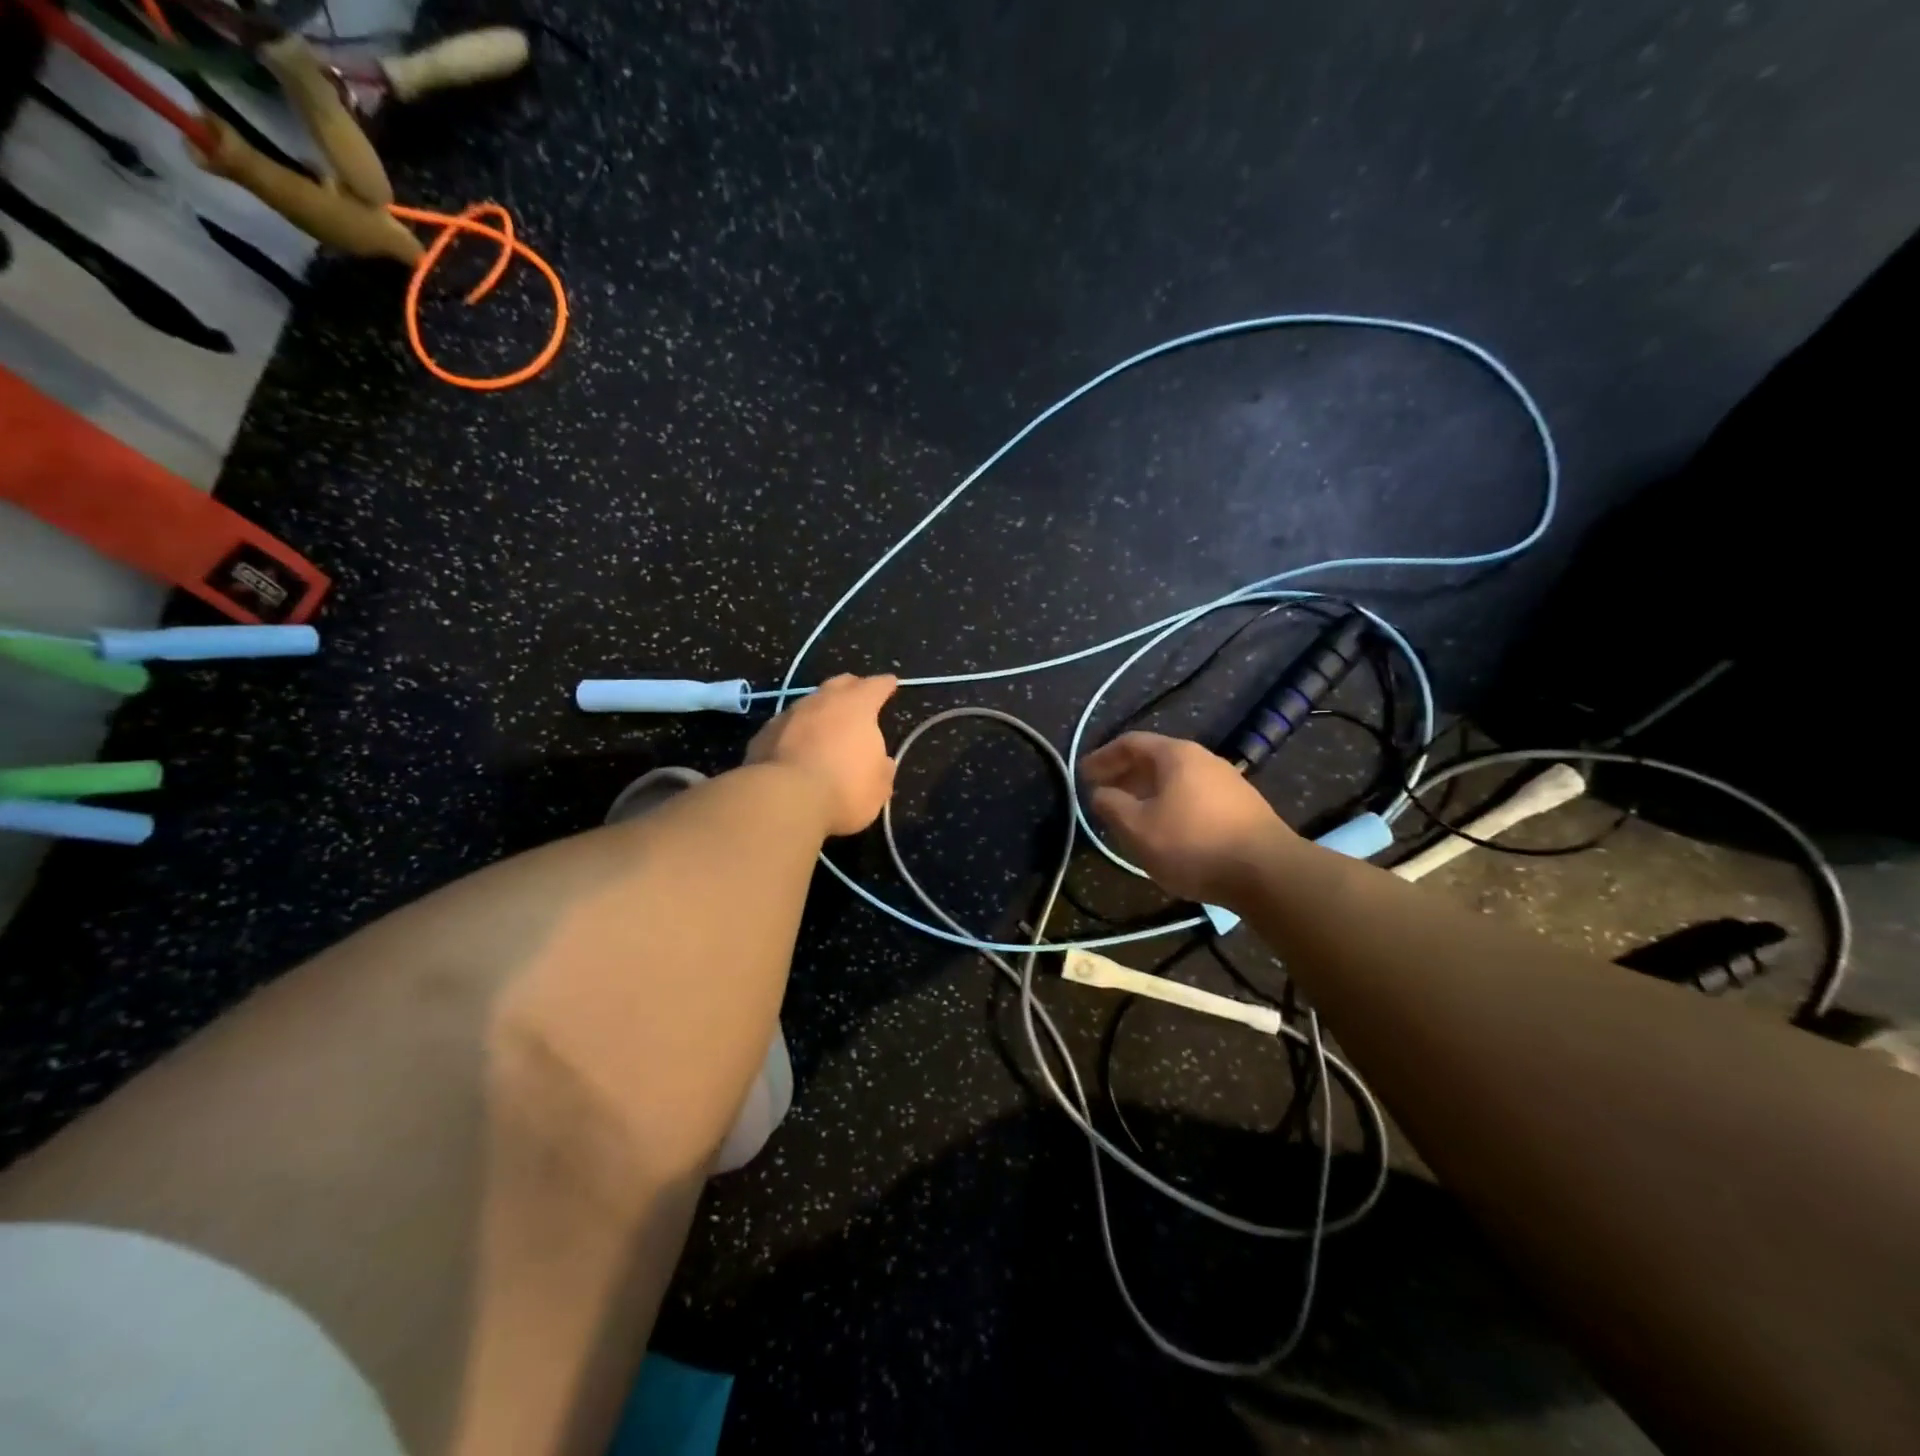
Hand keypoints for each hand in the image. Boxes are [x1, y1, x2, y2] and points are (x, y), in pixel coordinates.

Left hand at [747, 674, 899, 835]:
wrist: (784, 800)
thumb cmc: (843, 790)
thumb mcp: (878, 786)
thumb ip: (882, 768)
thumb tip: (882, 761)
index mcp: (856, 707)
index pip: (875, 686)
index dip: (885, 684)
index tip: (890, 683)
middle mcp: (822, 702)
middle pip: (839, 684)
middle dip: (851, 688)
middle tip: (857, 695)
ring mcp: (789, 715)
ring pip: (809, 704)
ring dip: (819, 711)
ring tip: (825, 724)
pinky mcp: (764, 734)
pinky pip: (786, 726)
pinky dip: (795, 732)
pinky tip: (795, 746)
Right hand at [1080, 731, 1294, 904]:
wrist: (1268, 872)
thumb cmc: (1193, 844)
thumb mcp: (1138, 828)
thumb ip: (1112, 806)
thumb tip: (1100, 793)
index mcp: (1176, 755)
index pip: (1131, 743)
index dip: (1103, 757)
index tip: (1083, 775)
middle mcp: (1203, 759)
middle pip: (1155, 759)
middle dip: (1124, 774)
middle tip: (1102, 793)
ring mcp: (1227, 782)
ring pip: (1175, 779)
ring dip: (1147, 791)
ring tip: (1130, 814)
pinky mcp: (1242, 807)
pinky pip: (1193, 796)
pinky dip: (1170, 804)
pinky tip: (1165, 828)